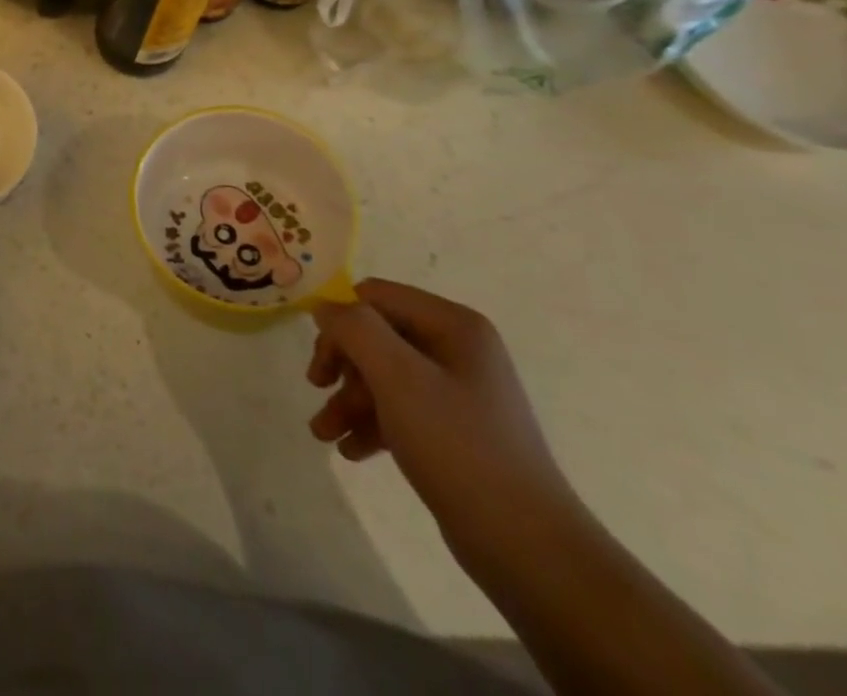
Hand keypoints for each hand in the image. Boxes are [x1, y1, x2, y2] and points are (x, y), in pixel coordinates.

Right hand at [309, 279, 582, 565]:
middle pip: (377, 336)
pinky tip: (350, 450)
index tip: (321, 362)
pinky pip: (402, 410)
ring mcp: (459, 392)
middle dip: (343, 367)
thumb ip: (354, 329)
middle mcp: (458, 349)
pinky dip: (372, 424)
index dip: (341, 322)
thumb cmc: (458, 447)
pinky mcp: (456, 431)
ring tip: (323, 435)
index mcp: (453, 325)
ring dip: (349, 400)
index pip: (376, 297)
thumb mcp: (397, 377)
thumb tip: (325, 306)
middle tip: (317, 390)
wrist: (529, 549)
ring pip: (385, 377)